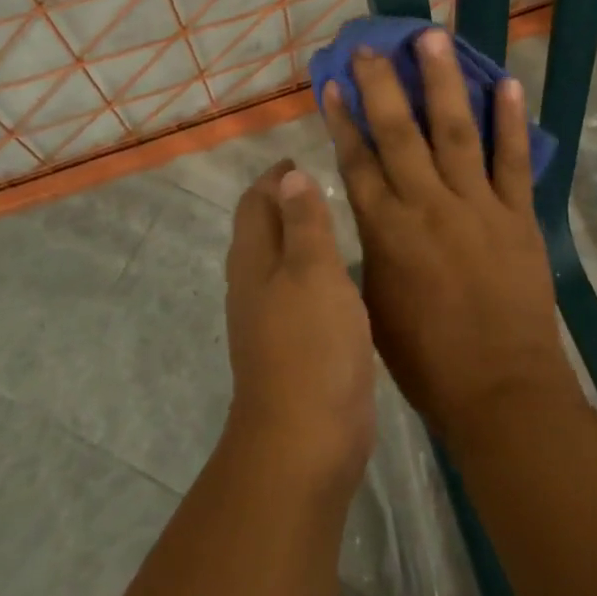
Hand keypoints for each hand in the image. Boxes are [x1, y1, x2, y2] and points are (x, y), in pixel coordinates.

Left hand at [223, 161, 375, 487]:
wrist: (306, 439)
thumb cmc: (311, 345)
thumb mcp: (313, 271)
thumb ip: (304, 222)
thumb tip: (289, 176)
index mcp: (254, 261)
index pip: (256, 203)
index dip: (274, 178)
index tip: (299, 157)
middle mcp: (255, 284)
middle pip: (263, 229)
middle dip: (285, 201)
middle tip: (323, 181)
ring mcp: (272, 318)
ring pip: (282, 261)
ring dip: (301, 235)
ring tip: (337, 218)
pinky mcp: (295, 345)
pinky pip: (301, 290)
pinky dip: (316, 269)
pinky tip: (342, 273)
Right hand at [322, 30, 581, 446]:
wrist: (500, 391)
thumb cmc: (426, 359)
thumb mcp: (374, 303)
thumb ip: (369, 248)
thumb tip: (368, 208)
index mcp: (386, 231)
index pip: (357, 160)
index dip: (344, 117)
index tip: (335, 81)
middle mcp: (427, 206)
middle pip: (398, 132)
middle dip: (382, 84)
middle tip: (372, 44)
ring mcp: (477, 206)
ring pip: (455, 131)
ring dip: (442, 81)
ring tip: (432, 38)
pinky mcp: (518, 216)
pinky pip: (514, 160)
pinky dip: (512, 121)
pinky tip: (507, 83)